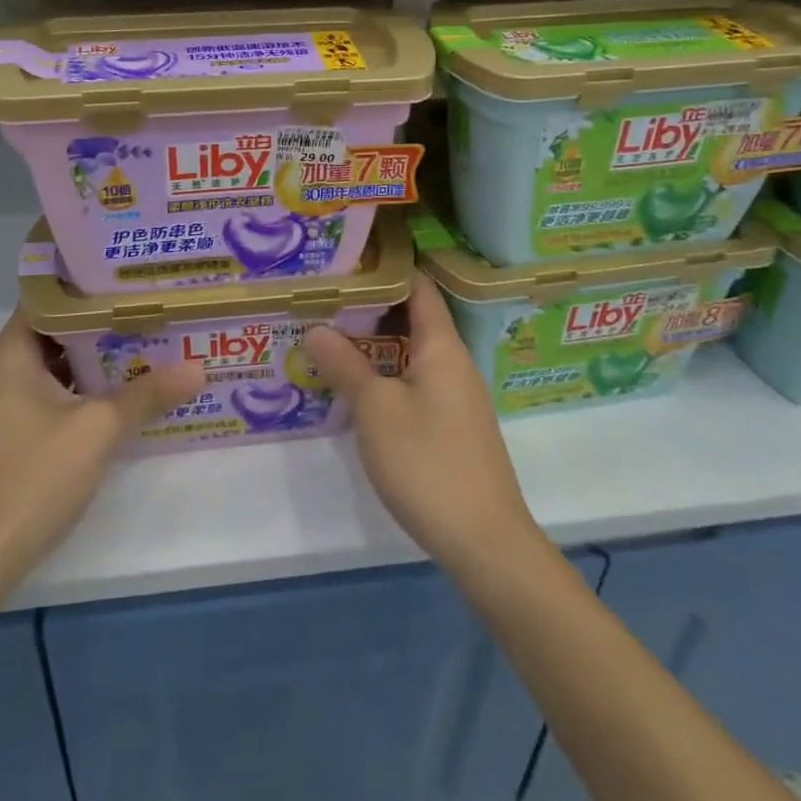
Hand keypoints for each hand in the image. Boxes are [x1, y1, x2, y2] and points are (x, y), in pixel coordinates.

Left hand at [0, 312, 204, 595]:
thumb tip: (198, 369)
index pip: (46, 301)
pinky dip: (74, 397)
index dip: (87, 288)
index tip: (129, 283)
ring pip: (48, 374)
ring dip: (90, 367)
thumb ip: (147, 395)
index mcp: (8, 358)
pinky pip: (40, 403)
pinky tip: (111, 407)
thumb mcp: (98, 431)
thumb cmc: (29, 481)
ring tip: (141, 355)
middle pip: (51, 336)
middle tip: (148, 318)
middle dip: (99, 329)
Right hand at [303, 272, 544, 578]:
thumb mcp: (376, 410)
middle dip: (372, 307)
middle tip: (327, 299)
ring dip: (377, 345)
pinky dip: (389, 374)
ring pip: (413, 354)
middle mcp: (455, 363)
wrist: (484, 541)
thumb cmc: (427, 462)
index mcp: (443, 346)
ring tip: (333, 337)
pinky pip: (418, 383)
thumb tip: (315, 327)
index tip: (350, 259)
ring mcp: (457, 397)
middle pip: (414, 318)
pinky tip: (359, 389)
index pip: (419, 287)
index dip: (388, 268)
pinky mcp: (454, 427)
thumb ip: (345, 365)